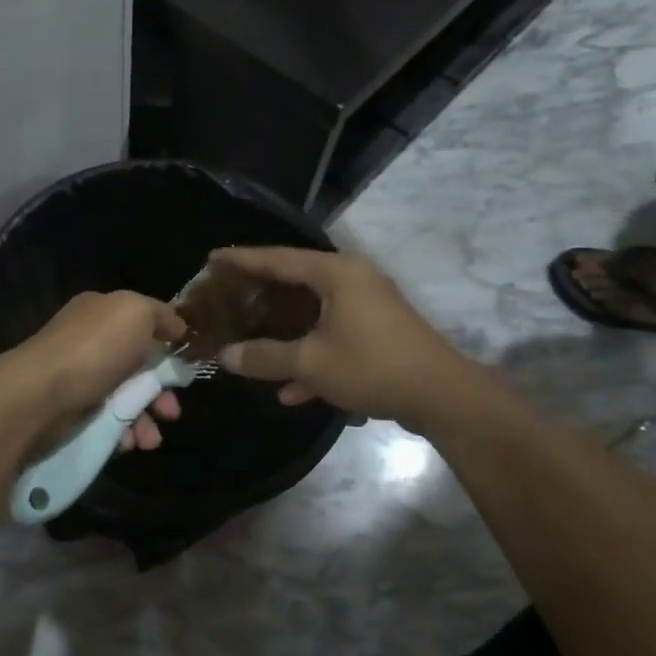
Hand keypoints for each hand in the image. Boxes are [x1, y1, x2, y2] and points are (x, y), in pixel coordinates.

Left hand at [3, 291, 187, 450]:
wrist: (40, 395)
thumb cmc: (93, 348)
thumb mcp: (136, 312)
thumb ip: (161, 315)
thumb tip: (178, 327)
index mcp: (101, 311)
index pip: (142, 323)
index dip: (167, 343)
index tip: (186, 368)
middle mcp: (88, 341)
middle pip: (138, 365)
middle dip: (161, 391)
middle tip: (172, 412)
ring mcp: (79, 377)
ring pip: (126, 398)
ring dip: (146, 419)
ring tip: (151, 439)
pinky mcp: (71, 411)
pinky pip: (107, 421)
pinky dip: (124, 432)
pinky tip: (129, 443)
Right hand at [210, 247, 460, 424]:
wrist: (443, 396)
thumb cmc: (372, 366)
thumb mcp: (311, 363)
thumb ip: (265, 357)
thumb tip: (225, 356)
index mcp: (336, 273)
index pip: (278, 258)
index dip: (243, 260)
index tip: (212, 259)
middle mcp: (353, 279)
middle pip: (296, 281)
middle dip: (262, 293)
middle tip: (228, 296)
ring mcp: (369, 304)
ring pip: (314, 311)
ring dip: (286, 330)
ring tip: (251, 338)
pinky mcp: (378, 329)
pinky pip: (334, 332)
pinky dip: (313, 352)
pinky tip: (292, 389)